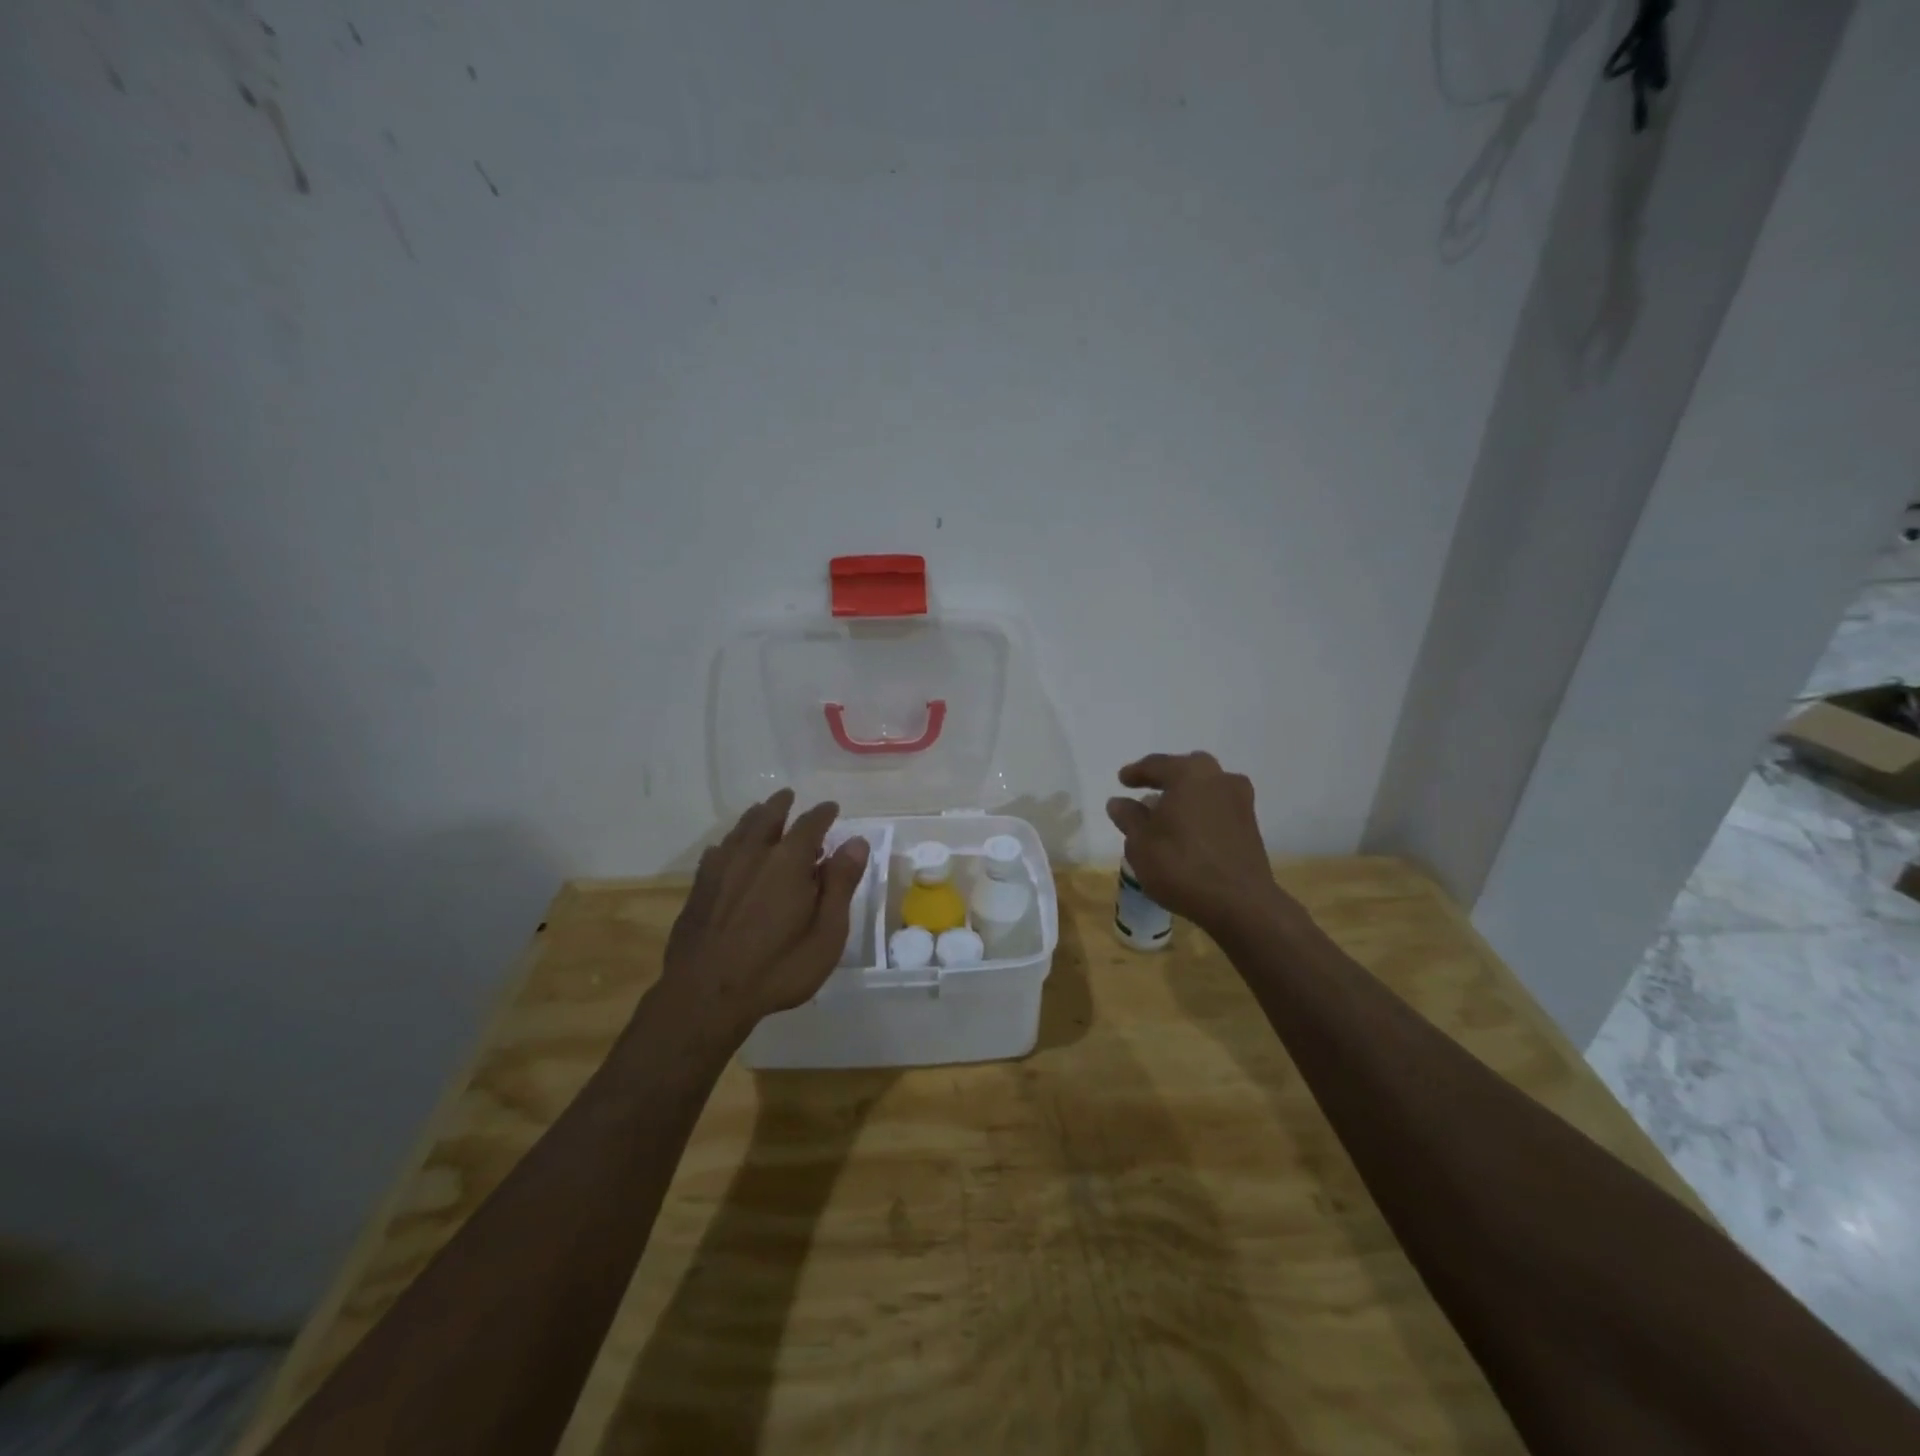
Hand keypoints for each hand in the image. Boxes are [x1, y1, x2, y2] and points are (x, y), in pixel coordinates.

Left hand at [658, 789, 869, 1040]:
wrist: (706, 996)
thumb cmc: (778, 968)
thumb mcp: (826, 933)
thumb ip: (841, 884)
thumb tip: (855, 842)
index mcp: (789, 861)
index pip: (810, 824)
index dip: (823, 814)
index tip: (832, 808)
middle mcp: (753, 854)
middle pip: (768, 817)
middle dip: (781, 805)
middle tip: (789, 796)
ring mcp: (720, 869)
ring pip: (739, 830)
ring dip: (754, 818)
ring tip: (761, 812)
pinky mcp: (698, 888)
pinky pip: (716, 852)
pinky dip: (729, 843)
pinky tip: (727, 851)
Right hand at [1105, 752, 1279, 934]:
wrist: (1240, 903)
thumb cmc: (1181, 865)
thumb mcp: (1140, 843)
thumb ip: (1129, 817)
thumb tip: (1119, 802)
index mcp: (1189, 773)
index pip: (1156, 764)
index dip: (1135, 773)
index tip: (1122, 781)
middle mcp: (1218, 778)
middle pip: (1186, 770)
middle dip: (1166, 779)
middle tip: (1147, 791)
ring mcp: (1240, 801)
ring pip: (1206, 788)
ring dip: (1186, 796)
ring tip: (1168, 815)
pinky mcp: (1251, 825)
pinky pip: (1218, 808)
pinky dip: (1202, 813)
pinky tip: (1189, 831)